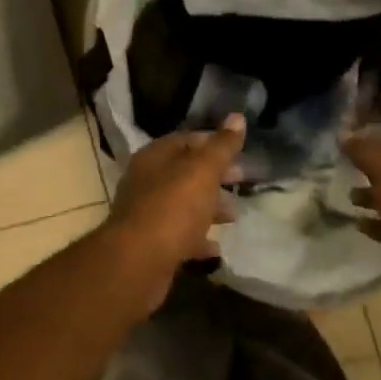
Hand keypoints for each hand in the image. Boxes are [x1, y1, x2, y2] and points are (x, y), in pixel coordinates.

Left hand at [105, 115, 245, 283]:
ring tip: (234, 215)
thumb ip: (222, 146)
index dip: (214, 143)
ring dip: (209, 208)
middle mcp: (147, 181)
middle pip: (185, 172)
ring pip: (184, 205)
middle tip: (242, 180)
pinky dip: (198, 239)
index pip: (186, 140)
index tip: (239, 152)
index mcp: (155, 157)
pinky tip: (216, 247)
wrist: (138, 263)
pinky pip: (180, 236)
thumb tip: (237, 117)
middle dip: (215, 176)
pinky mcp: (151, 245)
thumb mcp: (203, 170)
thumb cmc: (173, 208)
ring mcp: (147, 214)